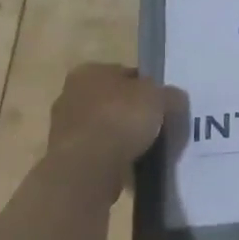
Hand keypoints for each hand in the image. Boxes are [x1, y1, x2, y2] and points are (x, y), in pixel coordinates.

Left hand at [45, 63, 174, 199]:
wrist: (87, 168)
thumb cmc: (121, 118)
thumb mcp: (159, 98)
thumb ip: (170, 95)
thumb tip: (174, 99)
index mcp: (89, 71)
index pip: (126, 74)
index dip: (147, 88)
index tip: (162, 105)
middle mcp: (70, 95)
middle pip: (112, 101)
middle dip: (132, 114)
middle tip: (156, 128)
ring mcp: (64, 129)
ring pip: (104, 129)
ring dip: (121, 138)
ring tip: (146, 151)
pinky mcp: (65, 159)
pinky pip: (97, 154)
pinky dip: (112, 159)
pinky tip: (129, 167)